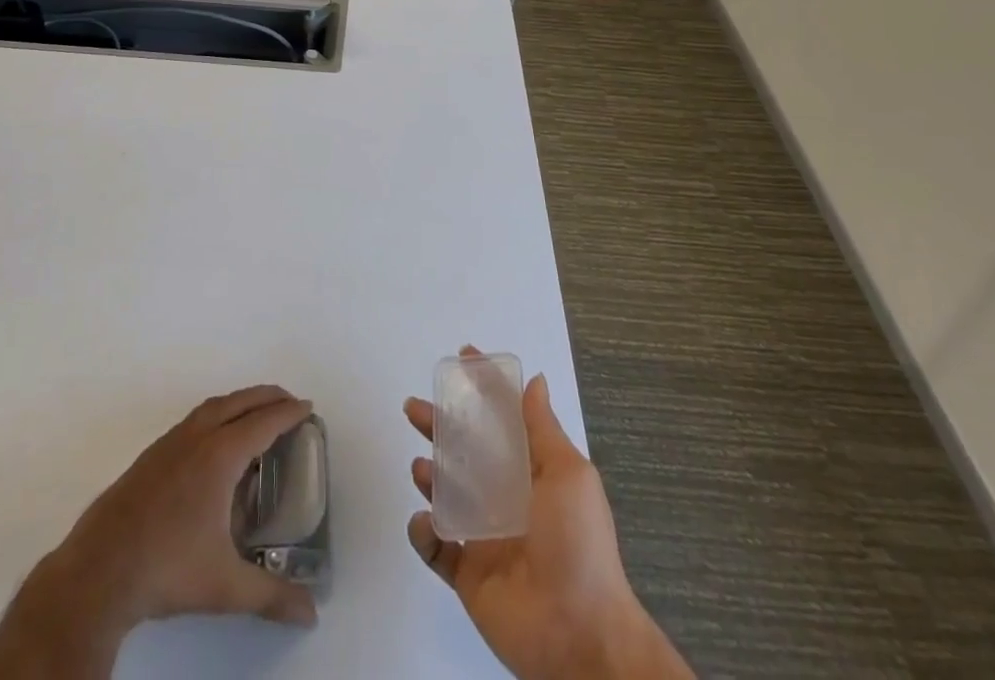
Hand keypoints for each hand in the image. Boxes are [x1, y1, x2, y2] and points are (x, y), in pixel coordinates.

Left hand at [0, 386, 318, 679]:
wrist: (97, 572)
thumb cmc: (167, 569)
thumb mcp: (225, 586)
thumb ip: (270, 596)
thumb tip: (311, 614)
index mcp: (219, 455)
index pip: (263, 422)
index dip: (288, 413)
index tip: (308, 407)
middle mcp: (196, 437)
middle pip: (239, 402)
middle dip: (267, 397)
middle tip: (289, 403)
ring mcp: (169, 443)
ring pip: (213, 407)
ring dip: (239, 403)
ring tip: (255, 417)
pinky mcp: (150, 456)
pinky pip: (193, 420)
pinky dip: (215, 416)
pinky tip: (214, 444)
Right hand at [404, 361, 694, 679]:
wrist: (580, 637)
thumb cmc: (578, 545)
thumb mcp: (569, 475)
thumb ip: (543, 429)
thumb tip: (535, 381)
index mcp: (532, 473)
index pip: (503, 420)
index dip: (485, 388)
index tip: (463, 358)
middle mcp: (507, 499)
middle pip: (465, 451)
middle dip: (439, 426)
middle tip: (414, 407)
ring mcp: (485, 537)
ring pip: (447, 495)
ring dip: (430, 476)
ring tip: (421, 468)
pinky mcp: (468, 575)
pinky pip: (437, 547)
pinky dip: (425, 532)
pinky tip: (425, 521)